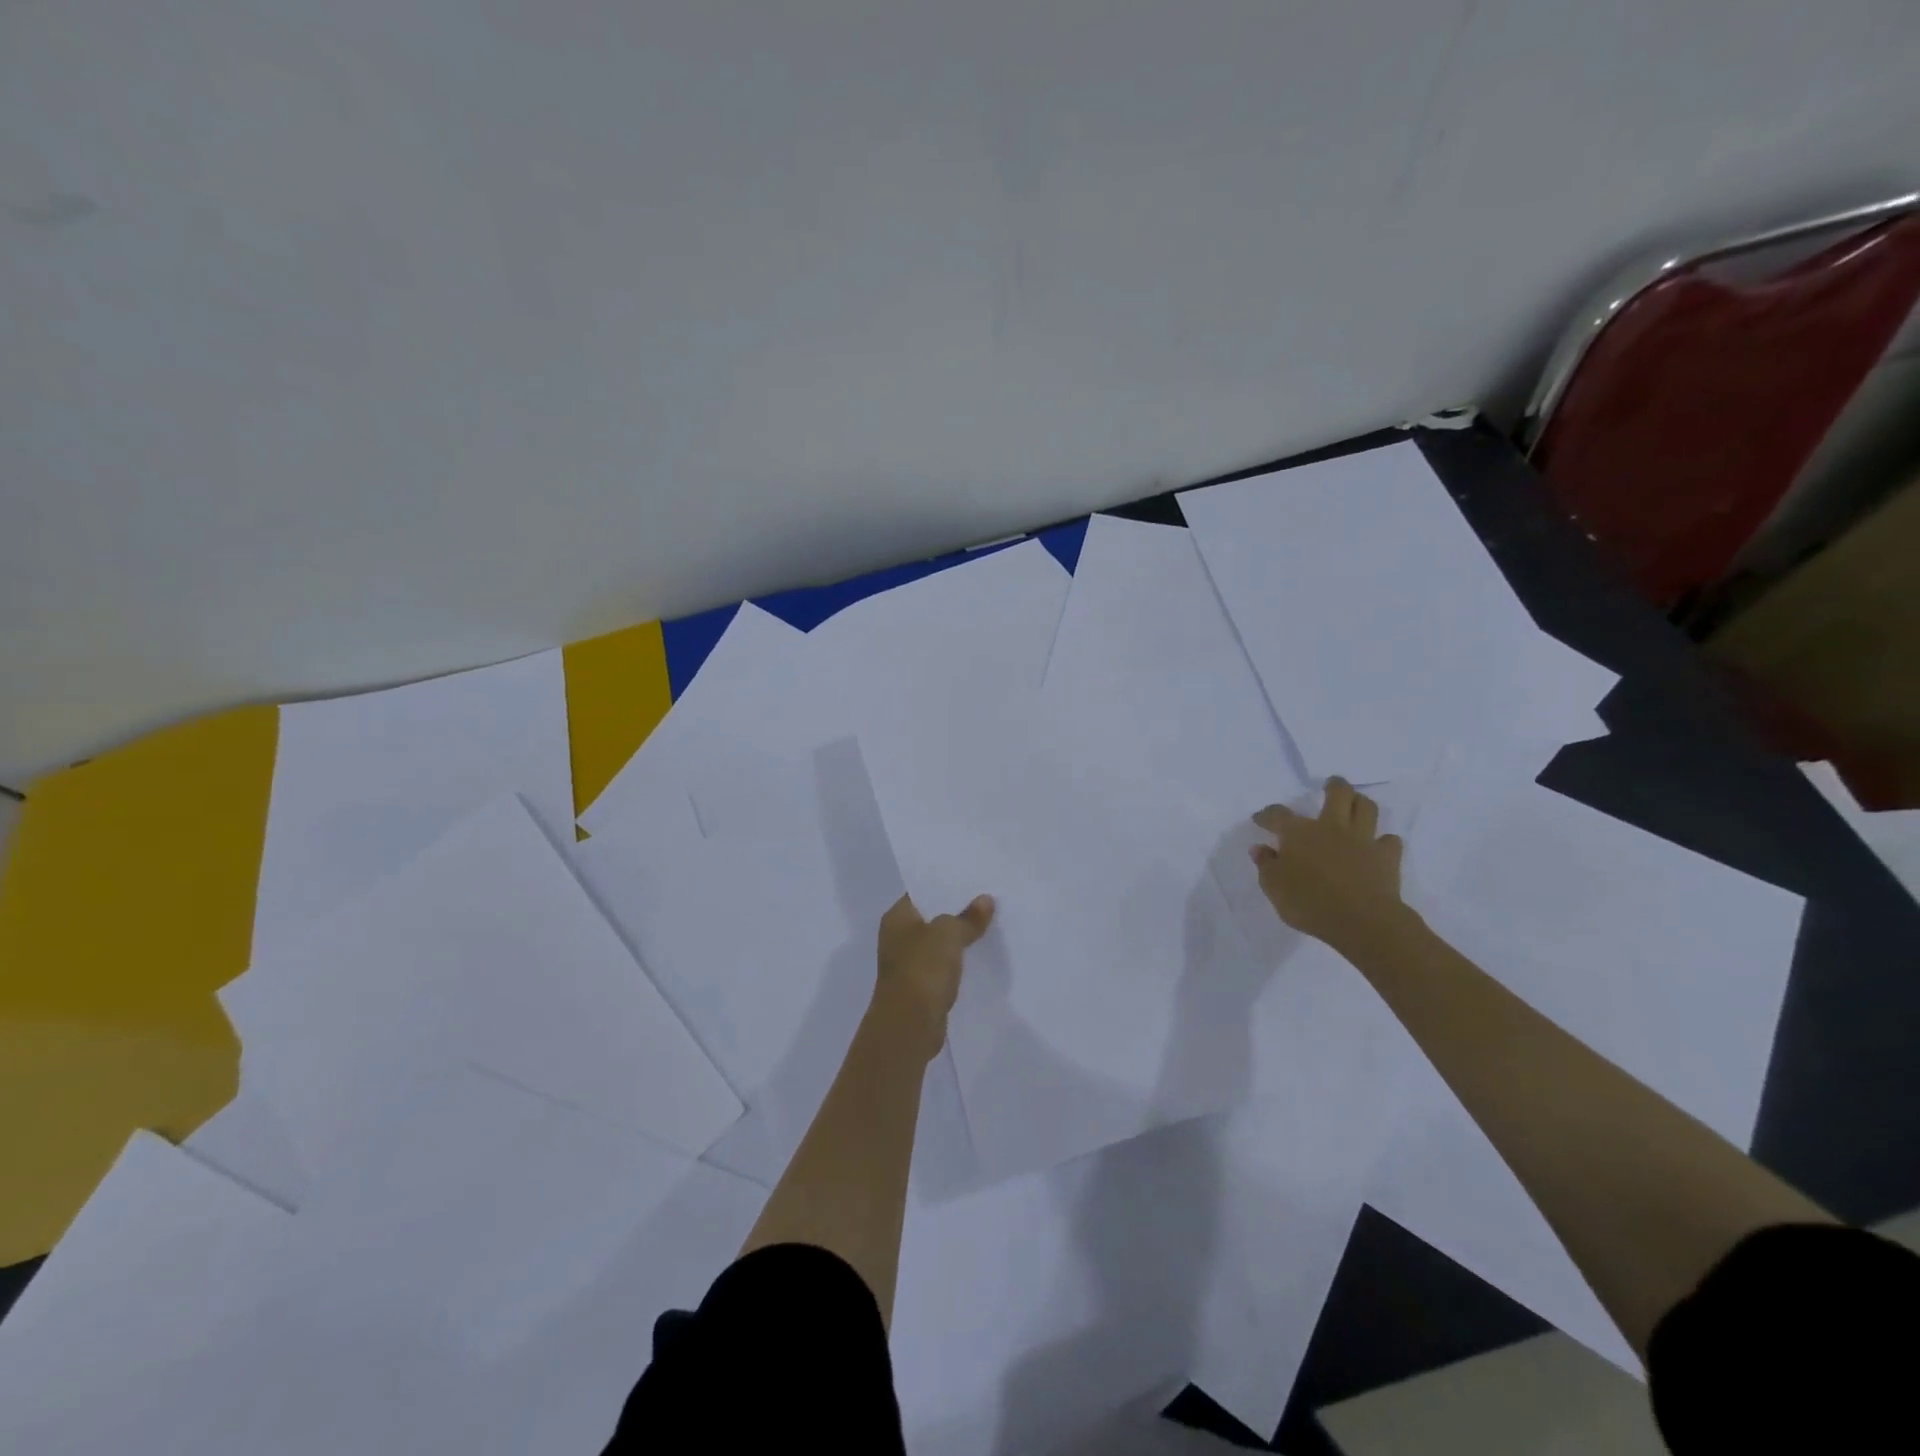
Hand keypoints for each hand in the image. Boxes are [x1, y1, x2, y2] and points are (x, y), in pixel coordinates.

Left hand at [871, 892, 995, 1062]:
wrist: (909, 1024)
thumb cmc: (922, 968)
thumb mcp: (949, 934)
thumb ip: (967, 917)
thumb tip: (986, 900)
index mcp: (896, 917)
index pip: (921, 891)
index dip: (945, 885)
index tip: (972, 879)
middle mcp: (897, 937)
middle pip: (931, 917)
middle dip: (956, 911)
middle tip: (986, 899)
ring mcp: (908, 963)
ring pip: (938, 943)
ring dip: (958, 938)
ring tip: (989, 923)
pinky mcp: (920, 986)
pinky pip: (942, 965)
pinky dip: (957, 961)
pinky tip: (979, 955)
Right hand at [1250, 778, 1408, 952]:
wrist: (1361, 921)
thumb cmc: (1309, 903)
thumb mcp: (1274, 887)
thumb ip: (1266, 865)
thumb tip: (1261, 849)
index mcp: (1299, 833)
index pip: (1278, 815)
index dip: (1267, 815)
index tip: (1260, 819)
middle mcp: (1331, 827)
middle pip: (1338, 794)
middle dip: (1334, 786)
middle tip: (1330, 785)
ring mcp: (1362, 840)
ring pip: (1367, 808)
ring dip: (1360, 802)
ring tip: (1355, 804)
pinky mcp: (1387, 857)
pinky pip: (1389, 841)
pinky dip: (1383, 841)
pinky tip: (1377, 846)